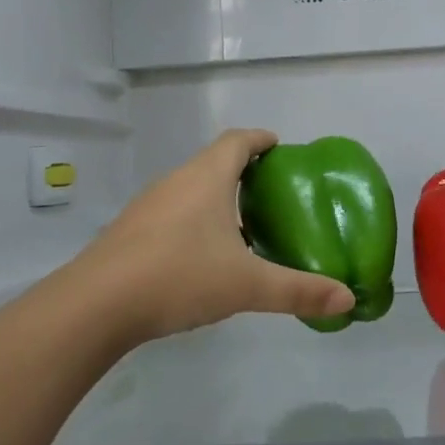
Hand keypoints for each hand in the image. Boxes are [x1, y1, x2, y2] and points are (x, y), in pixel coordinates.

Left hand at [74, 130, 356, 342]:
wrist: (96, 304)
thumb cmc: (179, 276)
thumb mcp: (247, 285)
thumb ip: (298, 290)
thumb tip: (347, 297)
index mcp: (206, 178)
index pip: (237, 141)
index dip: (261, 139)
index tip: (279, 147)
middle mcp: (176, 181)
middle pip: (214, 162)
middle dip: (243, 171)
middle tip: (271, 193)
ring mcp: (149, 206)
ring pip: (192, 189)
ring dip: (218, 198)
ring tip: (243, 226)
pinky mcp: (131, 231)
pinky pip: (173, 213)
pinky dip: (195, 221)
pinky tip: (204, 255)